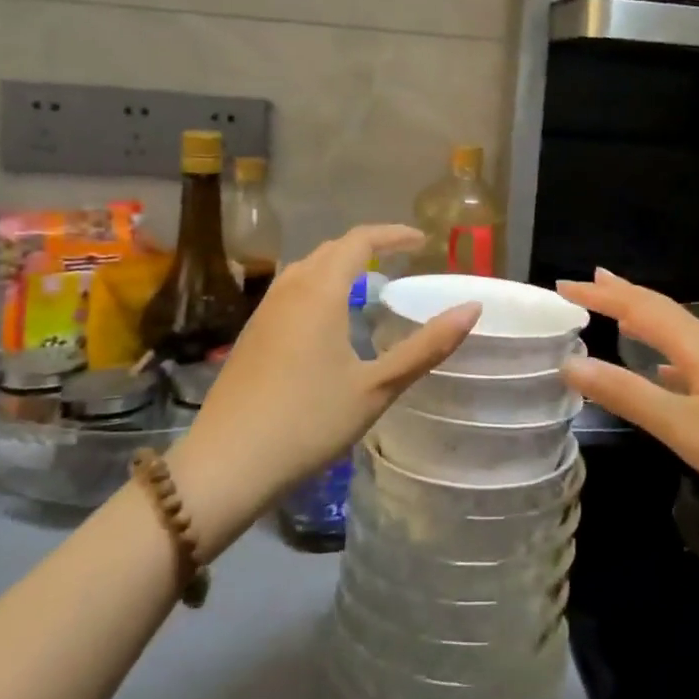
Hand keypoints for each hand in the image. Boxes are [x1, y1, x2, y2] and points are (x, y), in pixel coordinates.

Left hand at [167, 224, 478, 554]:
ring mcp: (264, 312)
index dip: (393, 234)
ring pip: (305, 268)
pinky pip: (290, 290)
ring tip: (368, 284)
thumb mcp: (378, 388)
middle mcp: (289, 290)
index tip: (422, 241)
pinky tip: (328, 320)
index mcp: (321, 292)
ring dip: (339, 265)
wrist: (225, 465)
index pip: (359, 240)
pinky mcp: (250, 335)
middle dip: (367, 246)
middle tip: (400, 260)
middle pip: (330, 249)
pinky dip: (318, 285)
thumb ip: (427, 346)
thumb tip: (472, 308)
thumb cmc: (308, 422)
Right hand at [557, 269, 698, 531]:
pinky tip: (665, 372)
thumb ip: (628, 395)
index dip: (601, 295)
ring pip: (676, 333)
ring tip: (618, 313)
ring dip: (643, 319)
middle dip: (621, 295)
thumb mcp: (685, 426)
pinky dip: (665, 355)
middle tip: (587, 281)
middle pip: (660, 310)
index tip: (563, 286)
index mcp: (696, 347)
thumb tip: (570, 362)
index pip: (639, 307)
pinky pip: (690, 360)